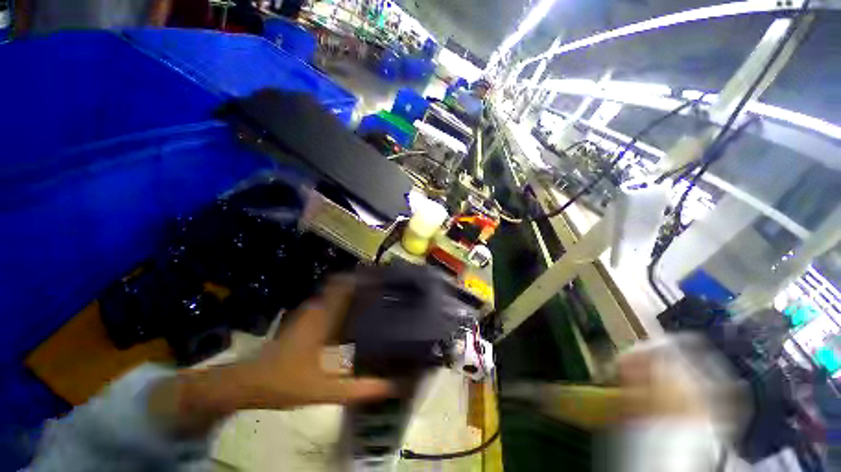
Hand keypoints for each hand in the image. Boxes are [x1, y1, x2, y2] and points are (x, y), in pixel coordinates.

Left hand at [151, 277, 393, 434]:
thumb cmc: (285, 382)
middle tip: (383, 290)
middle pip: (342, 286)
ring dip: (352, 293)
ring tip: (373, 298)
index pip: (345, 286)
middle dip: (362, 285)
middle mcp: (316, 309)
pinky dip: (342, 304)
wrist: (247, 383)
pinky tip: (353, 315)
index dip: (362, 278)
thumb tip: (389, 385)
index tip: (381, 277)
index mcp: (323, 318)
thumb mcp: (324, 389)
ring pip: (335, 294)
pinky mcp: (304, 321)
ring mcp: (308, 314)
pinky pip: (328, 304)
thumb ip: (358, 388)